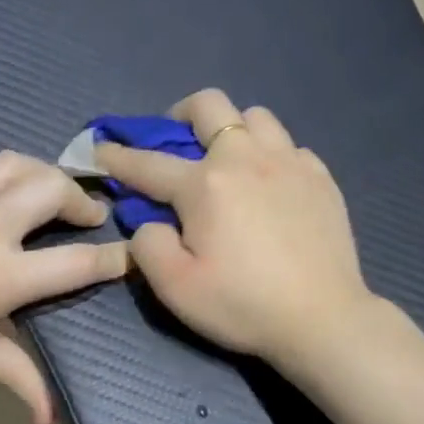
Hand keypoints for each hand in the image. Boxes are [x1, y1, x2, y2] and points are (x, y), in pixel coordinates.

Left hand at [0, 152, 127, 423]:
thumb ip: (20, 377)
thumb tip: (50, 420)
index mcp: (1, 277)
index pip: (75, 262)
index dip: (113, 258)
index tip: (132, 253)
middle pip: (52, 190)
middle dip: (82, 200)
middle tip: (88, 217)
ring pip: (17, 164)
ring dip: (45, 173)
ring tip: (52, 191)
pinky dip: (4, 167)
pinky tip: (7, 181)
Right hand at [96, 89, 374, 367]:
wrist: (323, 319)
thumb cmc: (243, 305)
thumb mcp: (175, 288)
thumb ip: (148, 245)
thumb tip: (151, 222)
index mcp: (205, 185)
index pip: (148, 163)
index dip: (118, 156)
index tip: (100, 148)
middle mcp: (246, 159)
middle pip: (209, 105)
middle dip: (181, 114)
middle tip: (176, 141)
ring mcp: (290, 163)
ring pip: (256, 116)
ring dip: (232, 128)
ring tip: (229, 160)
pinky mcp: (321, 177)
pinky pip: (290, 146)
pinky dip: (272, 155)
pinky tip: (271, 184)